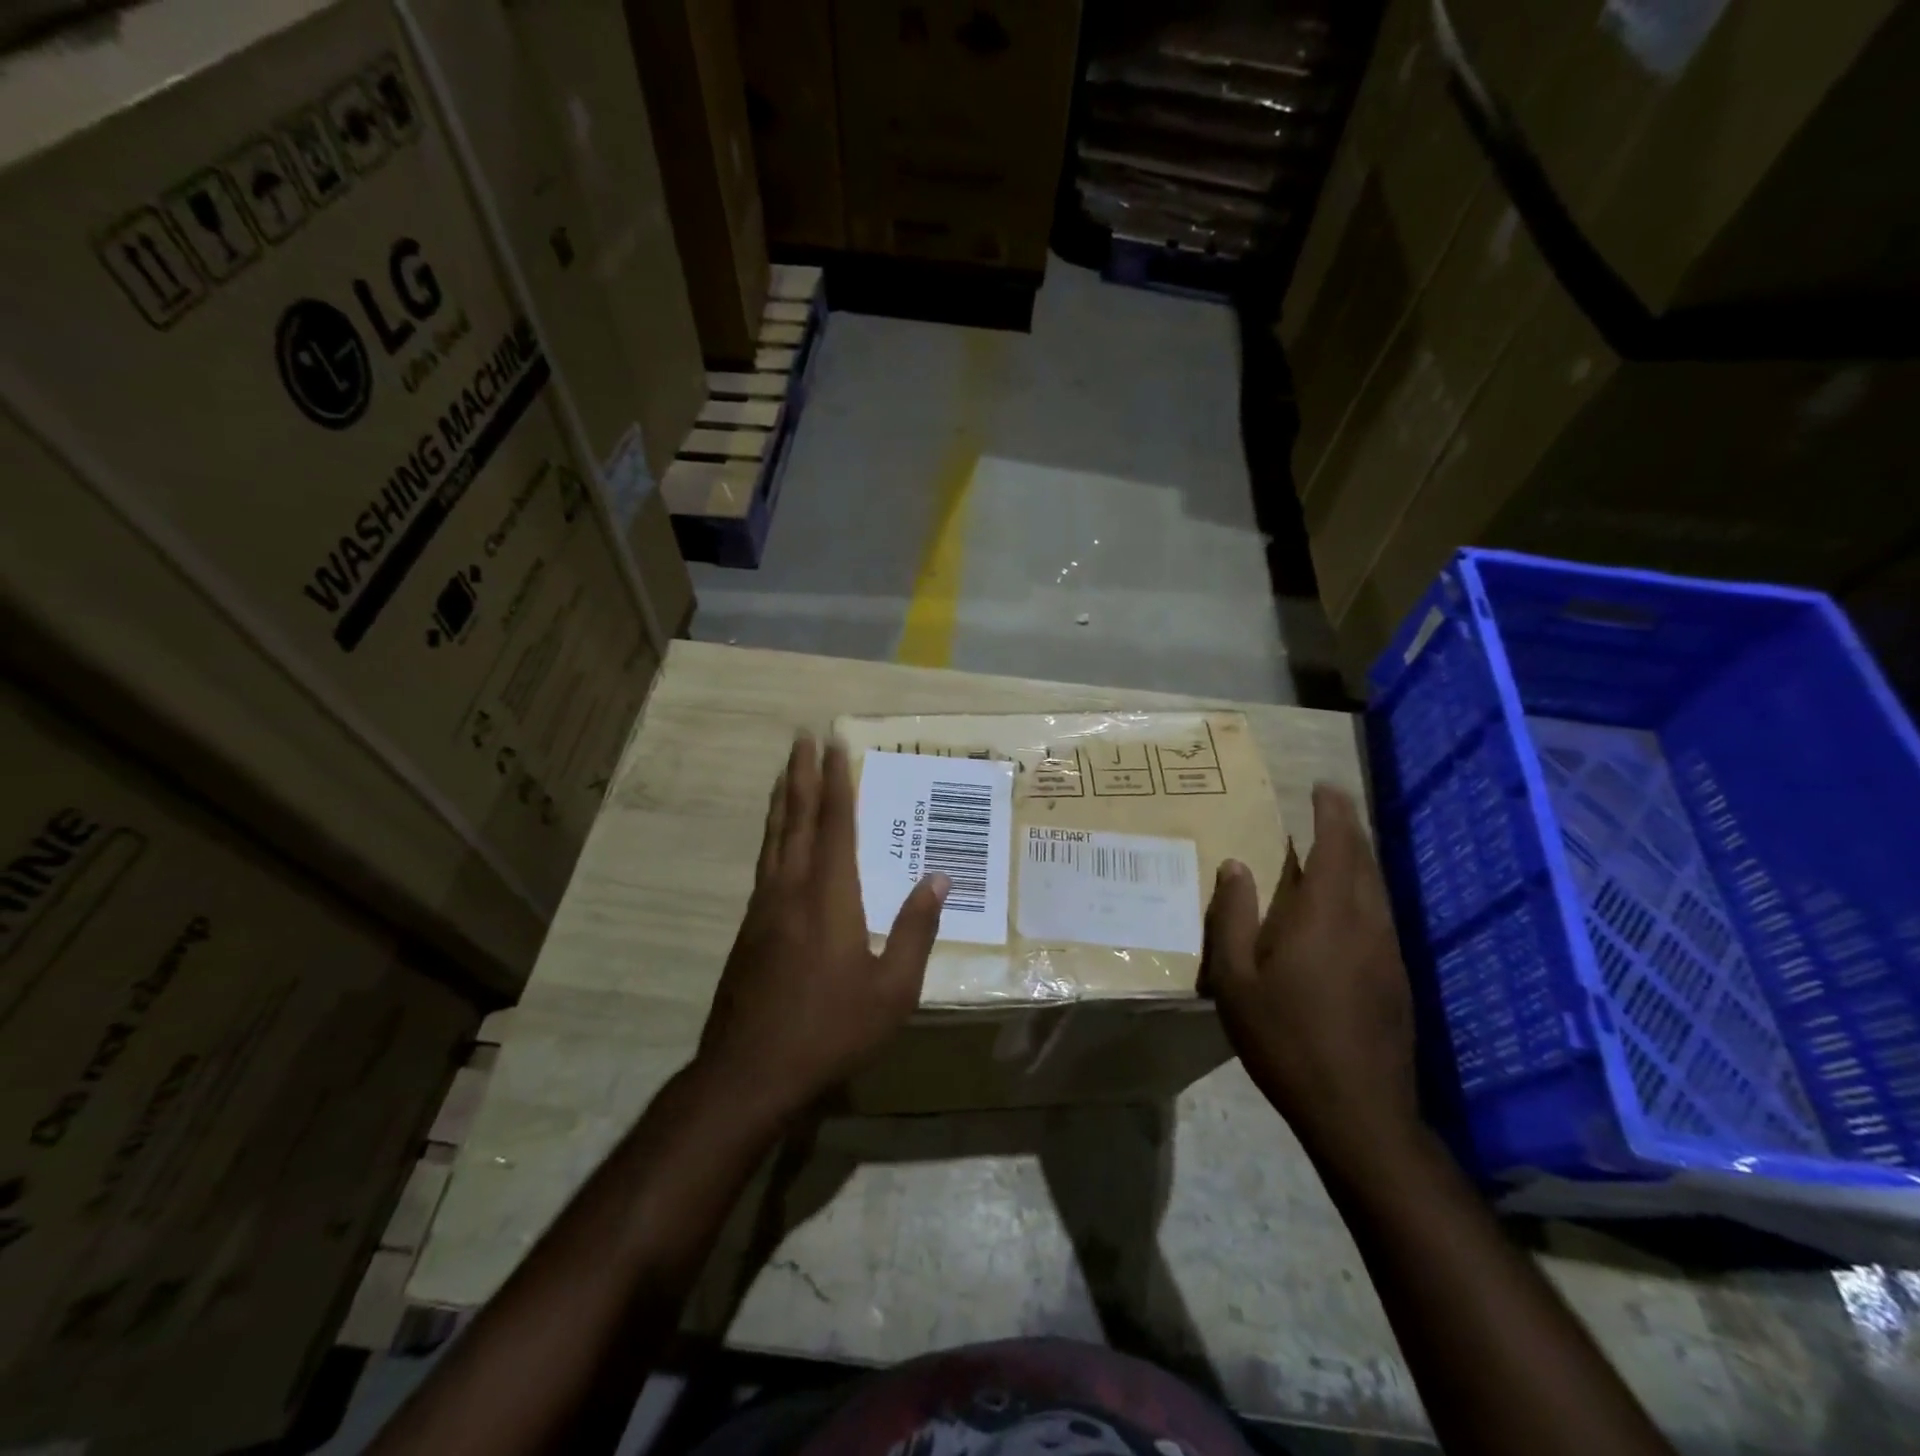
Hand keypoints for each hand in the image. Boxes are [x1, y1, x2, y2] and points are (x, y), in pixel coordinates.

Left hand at [697, 734, 948, 1117]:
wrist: (750, 1072)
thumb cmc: (831, 1028)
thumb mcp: (893, 988)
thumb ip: (916, 929)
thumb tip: (939, 877)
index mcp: (829, 896)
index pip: (834, 823)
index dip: (835, 781)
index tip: (833, 744)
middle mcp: (791, 889)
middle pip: (794, 819)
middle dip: (799, 775)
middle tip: (801, 739)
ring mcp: (764, 908)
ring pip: (773, 839)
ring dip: (781, 800)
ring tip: (784, 772)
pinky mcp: (749, 929)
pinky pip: (765, 864)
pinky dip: (773, 836)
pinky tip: (777, 841)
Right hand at [1202, 784, 1418, 1169]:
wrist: (1359, 1111)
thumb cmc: (1285, 1039)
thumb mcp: (1234, 980)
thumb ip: (1231, 917)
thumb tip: (1234, 866)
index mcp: (1325, 915)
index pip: (1336, 845)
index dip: (1332, 811)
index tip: (1322, 786)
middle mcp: (1366, 922)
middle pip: (1363, 860)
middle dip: (1348, 827)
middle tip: (1328, 805)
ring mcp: (1388, 952)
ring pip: (1377, 888)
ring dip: (1358, 859)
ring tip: (1334, 847)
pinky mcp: (1397, 978)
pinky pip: (1381, 915)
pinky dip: (1363, 892)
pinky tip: (1344, 909)